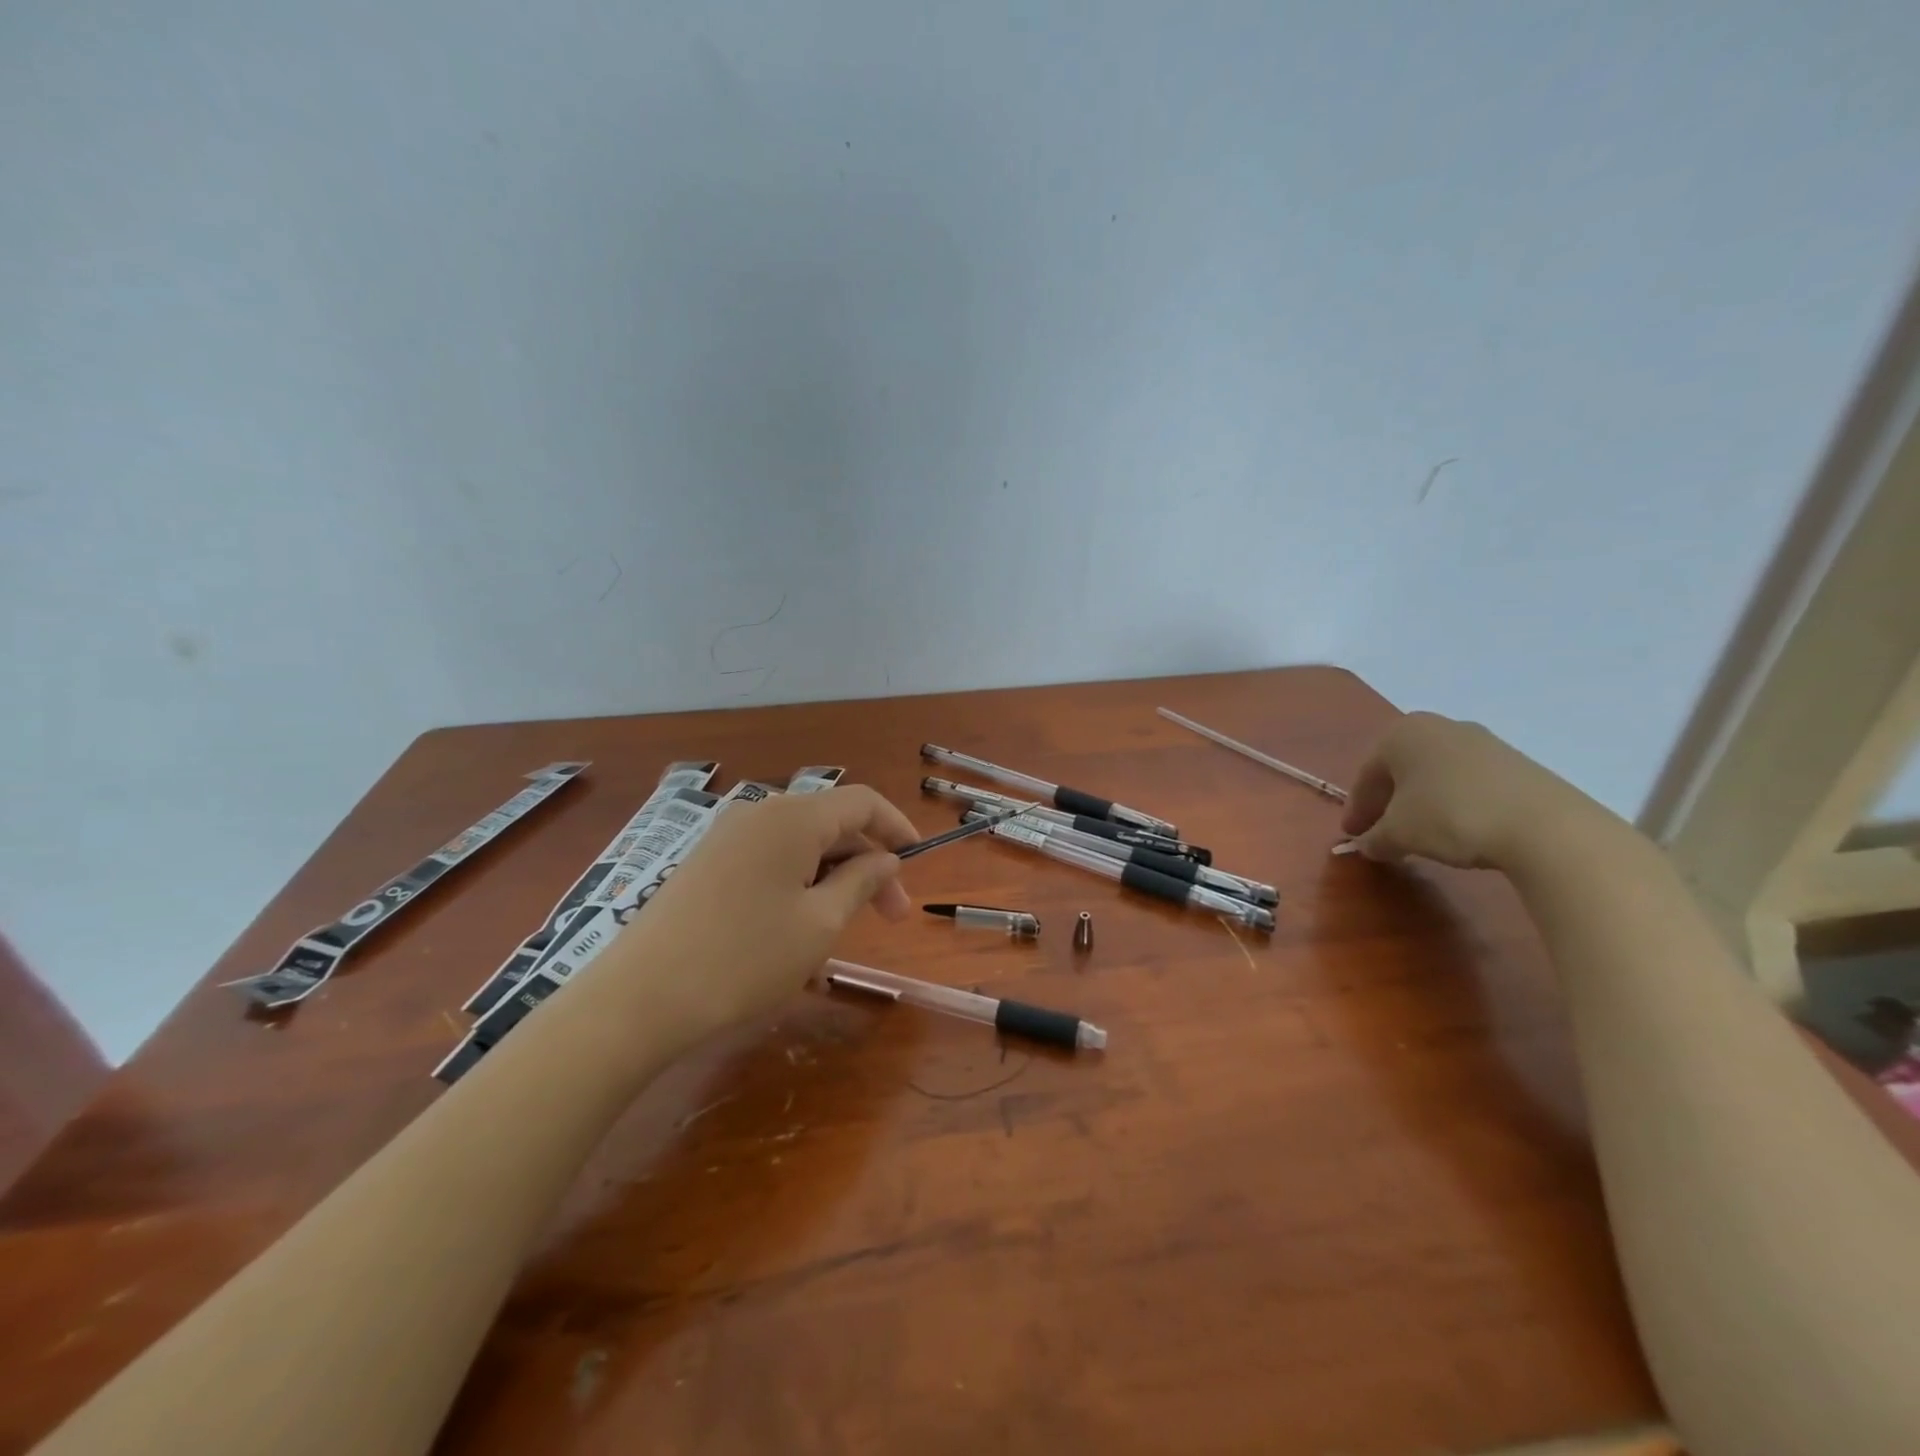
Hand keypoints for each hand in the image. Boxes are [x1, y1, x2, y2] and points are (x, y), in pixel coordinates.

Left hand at [594, 785, 920, 1045]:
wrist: (640, 998)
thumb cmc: (745, 958)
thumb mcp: (820, 924)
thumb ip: (861, 882)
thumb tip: (885, 859)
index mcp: (794, 817)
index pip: (862, 802)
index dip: (897, 827)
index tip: (918, 863)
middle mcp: (760, 813)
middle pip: (831, 824)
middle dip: (867, 864)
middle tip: (890, 917)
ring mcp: (727, 837)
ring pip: (800, 846)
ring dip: (832, 879)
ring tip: (843, 933)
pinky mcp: (706, 864)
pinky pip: (768, 862)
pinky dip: (797, 886)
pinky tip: (798, 932)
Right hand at [1341, 712, 1589, 868]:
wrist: (1543, 825)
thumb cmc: (1449, 816)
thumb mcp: (1398, 834)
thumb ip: (1374, 838)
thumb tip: (1367, 845)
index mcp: (1401, 733)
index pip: (1366, 775)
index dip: (1357, 810)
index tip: (1353, 837)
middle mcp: (1438, 727)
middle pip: (1400, 770)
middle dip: (1388, 802)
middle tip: (1382, 834)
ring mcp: (1481, 741)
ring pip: (1435, 774)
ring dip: (1421, 803)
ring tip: (1420, 835)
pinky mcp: (1515, 762)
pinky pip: (1468, 781)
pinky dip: (1454, 803)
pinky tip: (1458, 829)